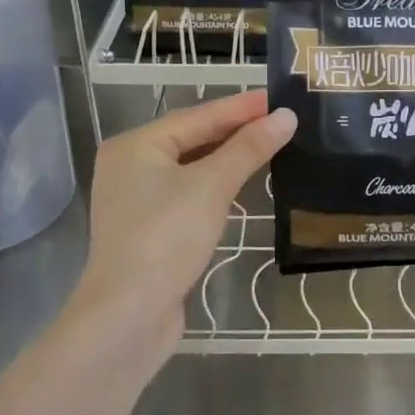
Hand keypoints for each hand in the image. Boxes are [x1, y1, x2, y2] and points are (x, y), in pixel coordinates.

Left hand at [72, 90, 295, 358]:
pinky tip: (242, 185)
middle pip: (192, 139)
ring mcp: (137, 200)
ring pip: (191, 168)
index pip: (197, 116)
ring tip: (269, 146)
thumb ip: (248, 149)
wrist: (128, 315)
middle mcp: (130, 167)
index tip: (278, 98)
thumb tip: (286, 117)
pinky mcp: (150, 230)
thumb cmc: (166, 237)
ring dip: (228, 158)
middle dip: (236, 131)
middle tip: (280, 121)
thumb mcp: (212, 186)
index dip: (240, 107)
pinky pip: (189, 194)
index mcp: (135, 146)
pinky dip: (217, 186)